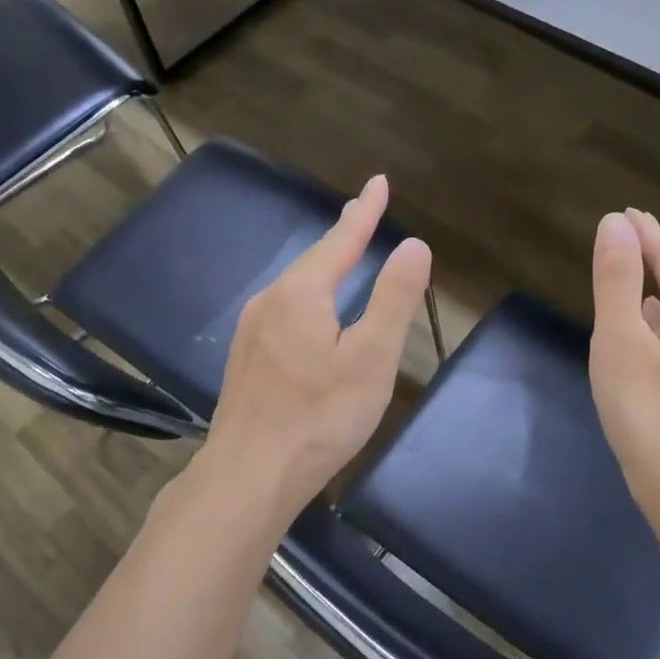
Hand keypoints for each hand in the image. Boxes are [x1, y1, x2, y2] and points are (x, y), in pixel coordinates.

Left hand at [200, 174, 431, 523]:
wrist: (249, 476)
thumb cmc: (319, 416)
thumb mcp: (371, 358)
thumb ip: (393, 299)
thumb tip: (413, 244)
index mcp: (301, 294)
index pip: (340, 239)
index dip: (364, 212)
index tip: (379, 182)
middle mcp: (269, 302)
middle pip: (313, 261)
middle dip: (342, 236)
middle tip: (363, 213)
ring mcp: (251, 332)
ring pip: (295, 288)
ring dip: (323, 267)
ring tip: (342, 256)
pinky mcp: (246, 361)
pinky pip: (283, 312)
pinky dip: (307, 298)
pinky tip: (310, 314)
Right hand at [589, 208, 659, 525]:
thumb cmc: (650, 411)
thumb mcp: (622, 340)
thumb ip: (618, 280)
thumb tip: (616, 224)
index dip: (646, 232)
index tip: (625, 212)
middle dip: (654, 256)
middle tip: (627, 236)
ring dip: (654, 291)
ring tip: (629, 279)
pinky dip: (656, 323)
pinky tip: (642, 335)